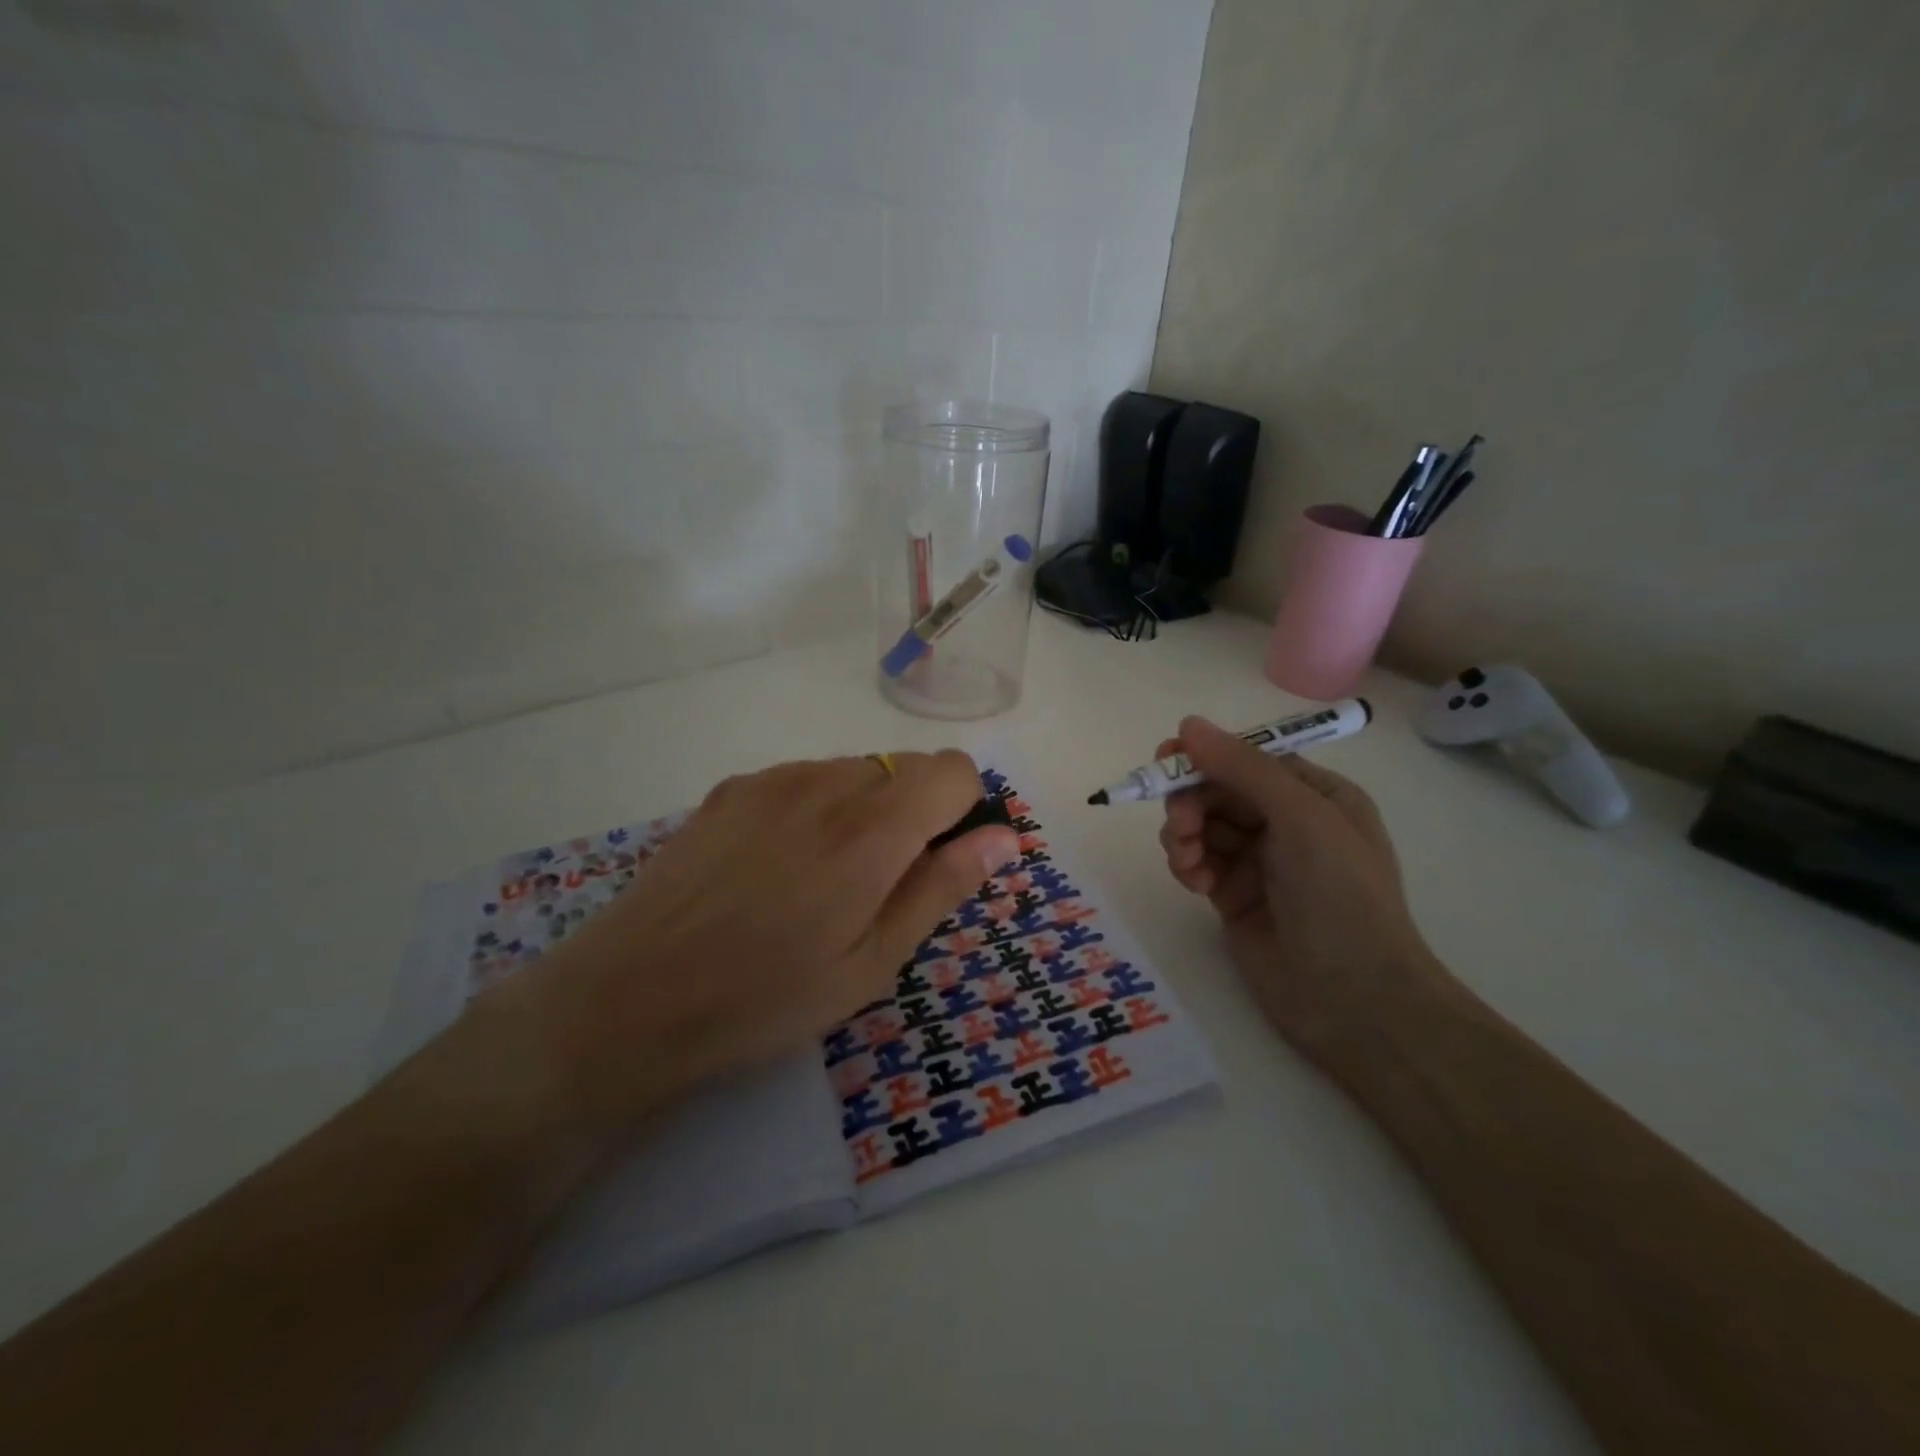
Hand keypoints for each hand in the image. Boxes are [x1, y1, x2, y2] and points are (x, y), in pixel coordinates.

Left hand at [486, 751, 1016, 1133]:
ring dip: (864, 810)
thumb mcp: (873, 962)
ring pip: (854, 771)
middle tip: (880, 887)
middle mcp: (825, 782)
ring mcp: (771, 779)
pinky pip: (803, 780)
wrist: (629, 999)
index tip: (941, 862)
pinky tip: (775, 869)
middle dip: (915, 814)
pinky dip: (816, 809)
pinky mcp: (730, 788)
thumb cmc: (767, 997)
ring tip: (821, 882)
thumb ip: (943, 886)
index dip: (964, 811)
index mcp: (872, 826)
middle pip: (906, 767)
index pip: (954, 769)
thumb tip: (1003, 836)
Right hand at [1158, 716, 1446, 1069]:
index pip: (1248, 760)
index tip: (1165, 760)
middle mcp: (1285, 823)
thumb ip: (1243, 768)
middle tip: (1180, 825)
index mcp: (1314, 796)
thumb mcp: (1301, 818)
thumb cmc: (1341, 897)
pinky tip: (1194, 884)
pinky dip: (1187, 865)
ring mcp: (1258, 862)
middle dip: (1191, 802)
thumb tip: (1187, 724)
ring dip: (1184, 836)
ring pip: (1201, 826)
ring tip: (1188, 861)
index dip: (1206, 757)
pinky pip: (1197, 862)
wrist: (1354, 999)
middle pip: (1217, 791)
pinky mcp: (1233, 896)